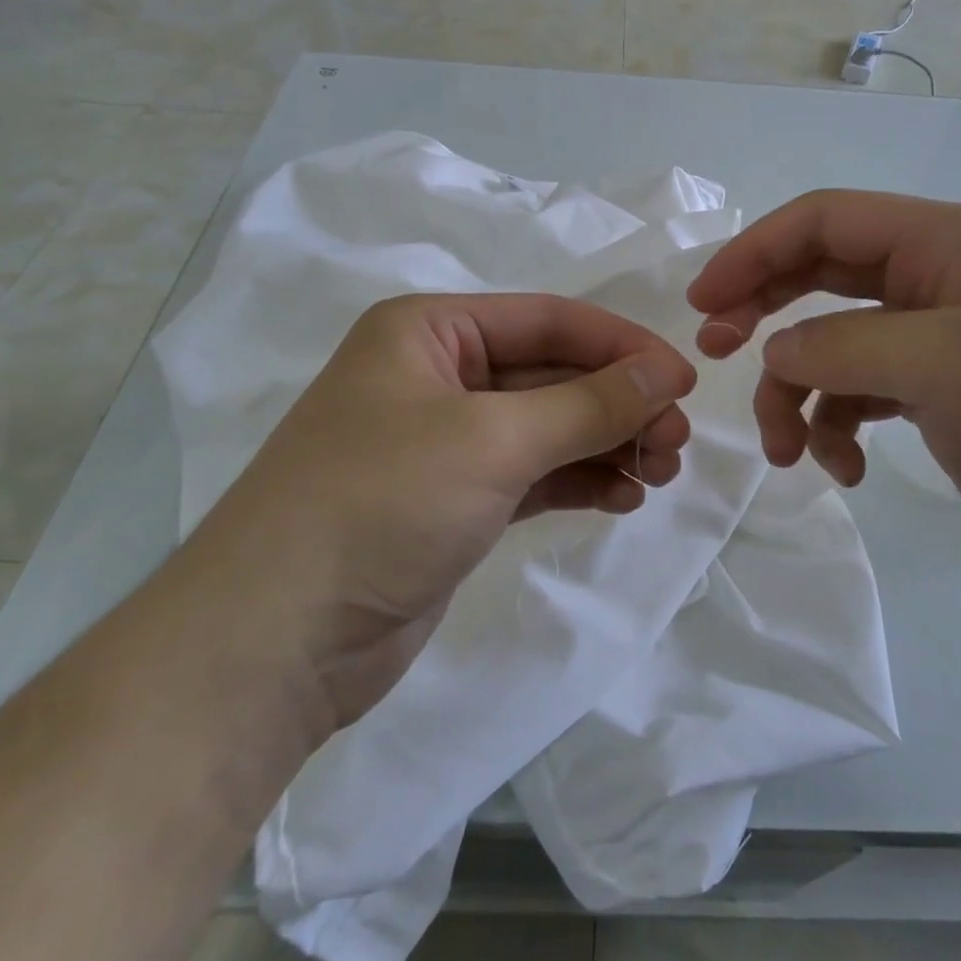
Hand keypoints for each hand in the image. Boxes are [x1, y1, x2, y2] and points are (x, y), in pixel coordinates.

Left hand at [189, 293, 696, 726]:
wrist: (276, 640)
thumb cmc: (380, 504)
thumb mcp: (493, 439)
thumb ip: (588, 403)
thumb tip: (666, 371)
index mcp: (428, 332)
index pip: (548, 320)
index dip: (621, 346)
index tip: (684, 381)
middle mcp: (435, 376)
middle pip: (552, 374)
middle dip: (618, 403)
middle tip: (676, 441)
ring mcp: (444, 442)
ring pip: (548, 427)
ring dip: (606, 443)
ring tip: (660, 472)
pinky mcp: (454, 501)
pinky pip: (533, 473)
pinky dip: (578, 479)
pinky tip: (623, 495)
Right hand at [686, 192, 960, 604]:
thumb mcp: (956, 364)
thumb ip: (849, 344)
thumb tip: (776, 351)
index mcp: (950, 243)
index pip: (825, 220)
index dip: (754, 251)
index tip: (703, 303)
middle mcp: (936, 279)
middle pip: (816, 273)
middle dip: (759, 310)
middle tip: (714, 351)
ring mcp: (930, 339)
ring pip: (824, 343)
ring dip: (792, 392)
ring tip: (787, 452)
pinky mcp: (928, 394)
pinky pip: (849, 392)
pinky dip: (830, 426)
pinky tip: (843, 467)